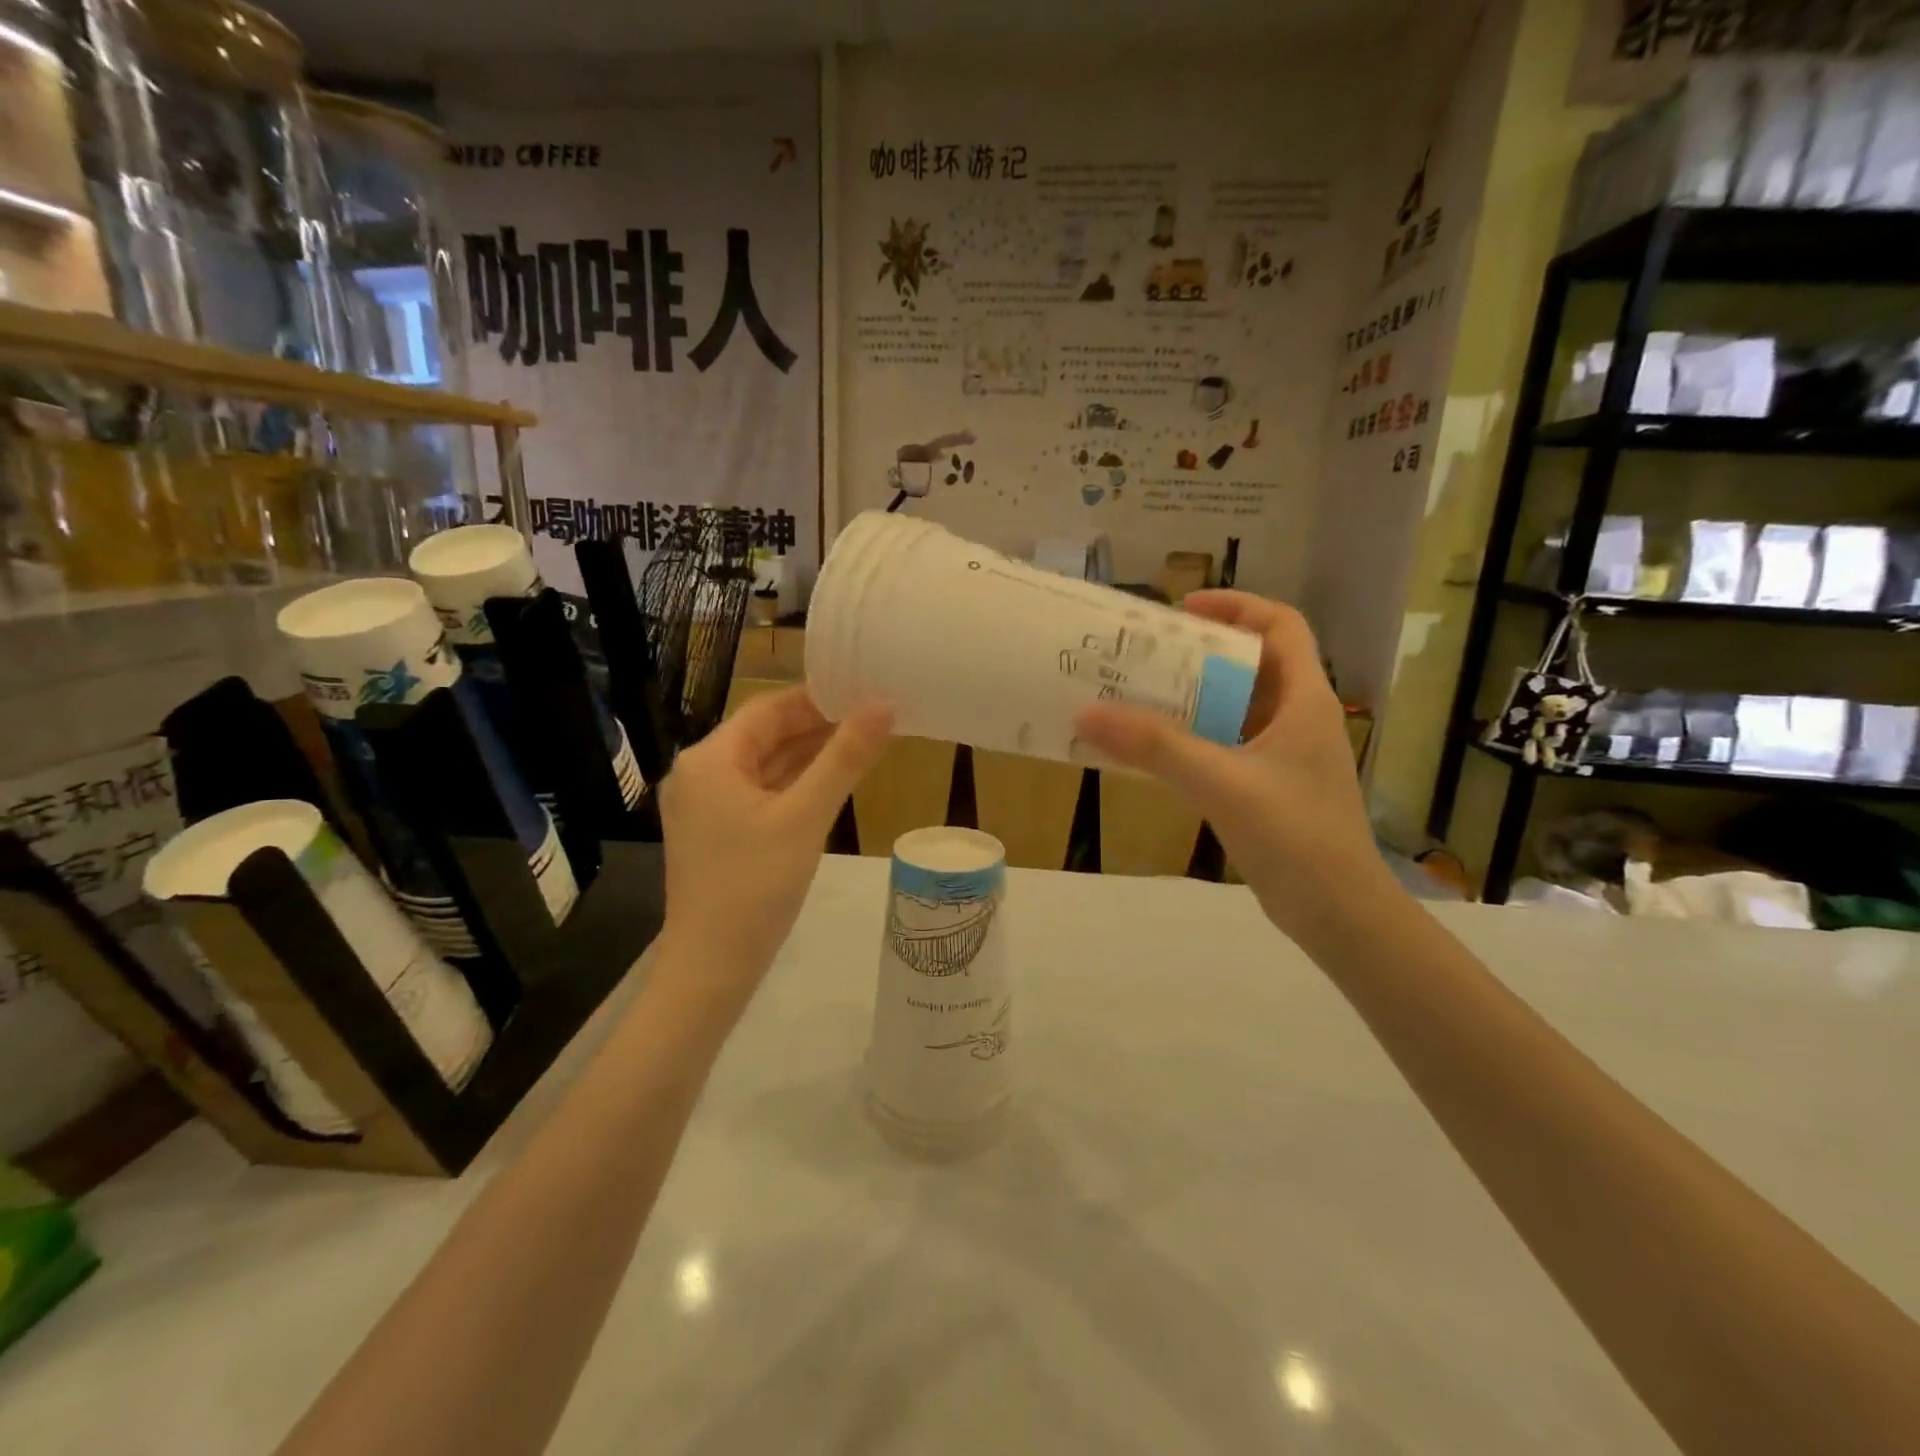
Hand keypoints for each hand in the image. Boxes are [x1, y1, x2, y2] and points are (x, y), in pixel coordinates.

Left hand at [658, 688, 891, 1004]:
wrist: (712, 968)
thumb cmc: (755, 886)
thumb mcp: (806, 817)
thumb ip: (845, 758)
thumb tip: (884, 704)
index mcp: (710, 759)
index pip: (768, 709)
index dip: (817, 698)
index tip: (864, 692)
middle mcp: (701, 774)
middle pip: (766, 736)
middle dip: (818, 726)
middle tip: (874, 717)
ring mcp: (707, 807)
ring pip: (766, 767)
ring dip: (810, 756)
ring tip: (864, 742)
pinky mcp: (719, 834)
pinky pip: (762, 795)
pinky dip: (796, 785)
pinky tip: (833, 782)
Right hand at [1074, 591, 1390, 938]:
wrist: (1339, 915)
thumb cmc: (1295, 836)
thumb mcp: (1221, 782)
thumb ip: (1155, 746)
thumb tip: (1086, 713)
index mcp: (1305, 700)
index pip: (1281, 627)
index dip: (1236, 607)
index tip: (1182, 611)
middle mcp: (1298, 719)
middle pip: (1251, 664)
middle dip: (1199, 654)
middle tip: (1144, 656)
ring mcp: (1285, 756)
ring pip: (1236, 708)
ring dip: (1192, 698)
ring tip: (1138, 696)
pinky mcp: (1270, 788)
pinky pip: (1227, 745)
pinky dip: (1193, 739)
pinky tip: (1155, 751)